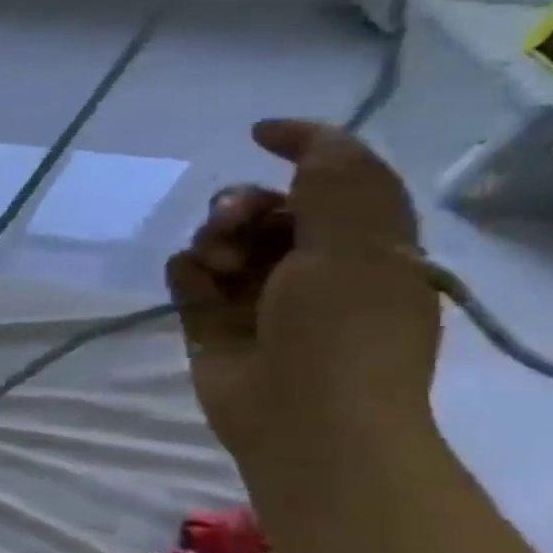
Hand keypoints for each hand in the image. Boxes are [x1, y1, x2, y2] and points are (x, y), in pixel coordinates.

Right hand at [166, 120, 441, 467]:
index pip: (336, 180)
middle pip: (266, 208)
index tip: (259, 134)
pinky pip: (187, 275)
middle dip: (243, 205)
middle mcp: (312, 266)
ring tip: (217, 266)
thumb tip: (296, 135)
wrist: (303, 418)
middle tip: (234, 222)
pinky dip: (187, 272)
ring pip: (220, 240)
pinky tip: (196, 284)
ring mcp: (257, 296)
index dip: (305, 148)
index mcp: (365, 246)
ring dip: (212, 240)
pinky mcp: (210, 320)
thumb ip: (336, 179)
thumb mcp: (358, 243)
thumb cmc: (344, 331)